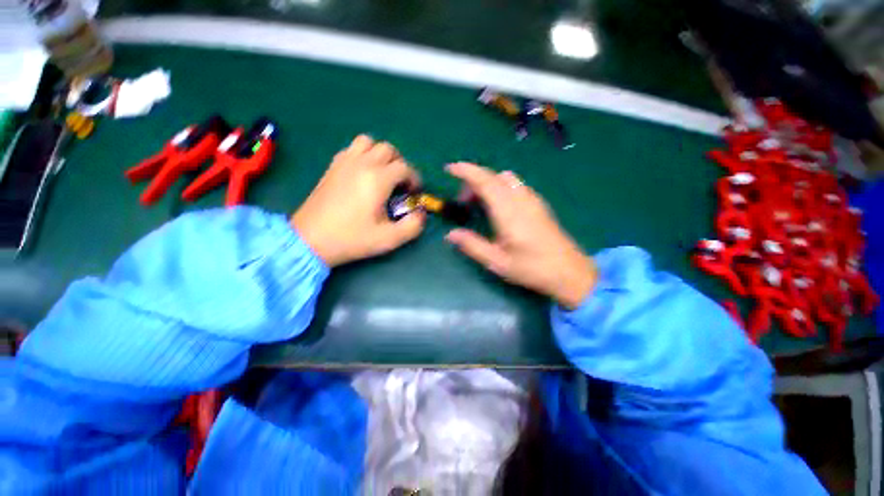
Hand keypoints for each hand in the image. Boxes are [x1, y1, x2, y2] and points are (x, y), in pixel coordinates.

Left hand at [291, 135, 424, 266]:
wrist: (311, 239)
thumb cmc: (352, 239)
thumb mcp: (389, 239)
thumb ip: (413, 226)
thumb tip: (422, 213)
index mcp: (378, 179)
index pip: (405, 168)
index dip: (415, 179)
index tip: (414, 193)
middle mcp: (363, 163)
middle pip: (389, 149)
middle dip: (400, 164)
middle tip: (400, 184)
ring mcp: (345, 162)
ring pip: (369, 142)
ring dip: (381, 154)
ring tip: (382, 173)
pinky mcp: (333, 166)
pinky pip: (352, 148)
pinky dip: (364, 154)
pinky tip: (363, 173)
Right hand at [444, 162, 595, 308]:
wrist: (570, 272)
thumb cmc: (532, 268)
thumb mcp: (498, 262)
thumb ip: (472, 245)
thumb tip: (450, 234)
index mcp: (508, 213)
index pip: (485, 182)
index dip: (466, 171)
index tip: (450, 168)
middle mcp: (521, 200)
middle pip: (494, 176)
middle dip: (473, 179)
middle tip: (461, 200)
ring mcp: (532, 200)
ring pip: (506, 178)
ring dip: (488, 183)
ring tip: (478, 203)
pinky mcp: (539, 204)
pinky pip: (516, 185)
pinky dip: (500, 187)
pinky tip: (497, 206)